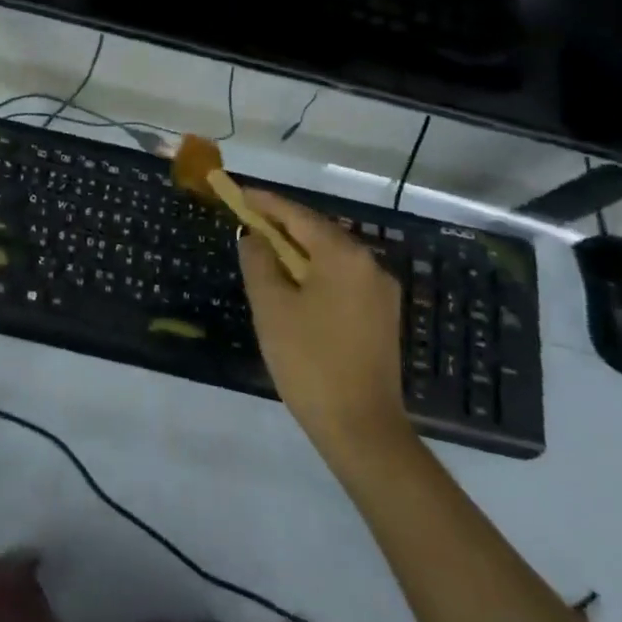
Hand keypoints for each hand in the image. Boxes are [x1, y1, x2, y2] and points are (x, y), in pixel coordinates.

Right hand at [237, 189, 413, 460]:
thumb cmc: (309, 360)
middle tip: (248, 220)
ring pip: (331, 255)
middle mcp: (369, 264)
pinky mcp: (382, 316)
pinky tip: (294, 282)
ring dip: (298, 249)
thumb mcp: (271, 306)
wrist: (361, 428)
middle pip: (318, 231)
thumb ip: (258, 261)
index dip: (266, 202)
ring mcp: (380, 291)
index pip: (298, 215)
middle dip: (282, 224)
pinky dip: (315, 270)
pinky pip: (342, 277)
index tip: (239, 192)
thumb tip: (253, 236)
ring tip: (265, 249)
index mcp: (343, 255)